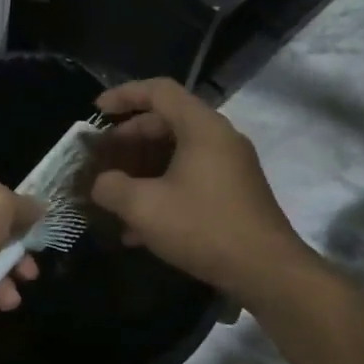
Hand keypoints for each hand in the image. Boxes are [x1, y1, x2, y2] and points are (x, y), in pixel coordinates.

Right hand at [88, 78, 305, 296]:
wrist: (267, 272)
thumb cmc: (203, 227)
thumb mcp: (143, 206)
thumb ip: (111, 187)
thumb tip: (100, 184)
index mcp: (202, 127)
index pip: (159, 91)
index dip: (124, 95)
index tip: (97, 111)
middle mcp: (220, 139)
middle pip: (168, 121)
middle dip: (130, 137)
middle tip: (104, 155)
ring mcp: (231, 167)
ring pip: (178, 153)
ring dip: (143, 168)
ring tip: (115, 191)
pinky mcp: (234, 194)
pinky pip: (191, 177)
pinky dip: (163, 188)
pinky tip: (138, 226)